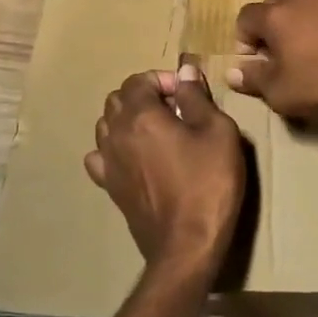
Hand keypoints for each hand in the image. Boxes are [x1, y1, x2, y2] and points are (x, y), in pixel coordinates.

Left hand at [87, 56, 245, 278]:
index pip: (138, 80)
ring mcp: (108, 163)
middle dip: (143, 95)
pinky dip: (113, 149)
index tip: (186, 93)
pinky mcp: (110, 188)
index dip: (162, 79)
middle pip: (117, 99)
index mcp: (141, 115)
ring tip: (156, 131)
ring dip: (127, 119)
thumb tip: (184, 71)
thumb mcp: (217, 131)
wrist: (187, 245)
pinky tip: (134, 157)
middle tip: (174, 109)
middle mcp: (116, 134)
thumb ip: (197, 97)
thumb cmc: (208, 182)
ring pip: (105, 125)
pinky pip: (99, 157)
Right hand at [226, 0, 317, 117]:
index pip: (245, 17)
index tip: (256, 64)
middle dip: (271, 32)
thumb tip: (233, 72)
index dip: (244, 42)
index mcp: (275, 13)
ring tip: (310, 57)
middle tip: (281, 62)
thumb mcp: (280, 92)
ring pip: (302, 8)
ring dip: (299, 28)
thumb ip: (253, 79)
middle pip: (273, 9)